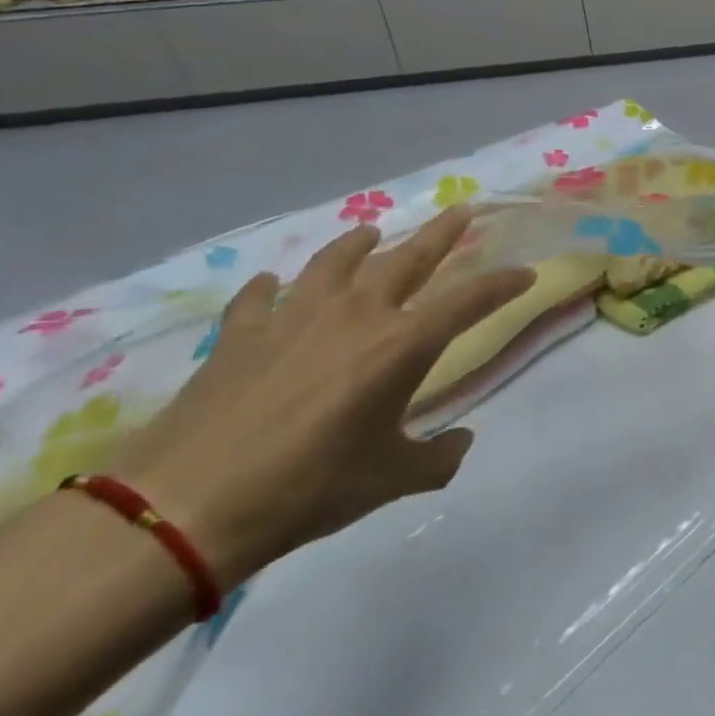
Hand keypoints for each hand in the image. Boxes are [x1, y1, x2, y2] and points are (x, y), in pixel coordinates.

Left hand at [106, 209, 534, 590]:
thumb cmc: (310, 488)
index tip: (526, 273)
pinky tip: (273, 285)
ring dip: (358, 243)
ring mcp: (293, 318)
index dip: (504, 284)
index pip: (471, 301)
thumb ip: (438, 457)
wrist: (189, 505)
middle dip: (442, 232)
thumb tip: (459, 441)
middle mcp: (356, 315)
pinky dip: (270, 288)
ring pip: (335, 261)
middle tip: (462, 210)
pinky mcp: (241, 335)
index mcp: (403, 345)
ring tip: (371, 232)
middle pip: (408, 258)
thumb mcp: (393, 479)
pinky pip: (260, 298)